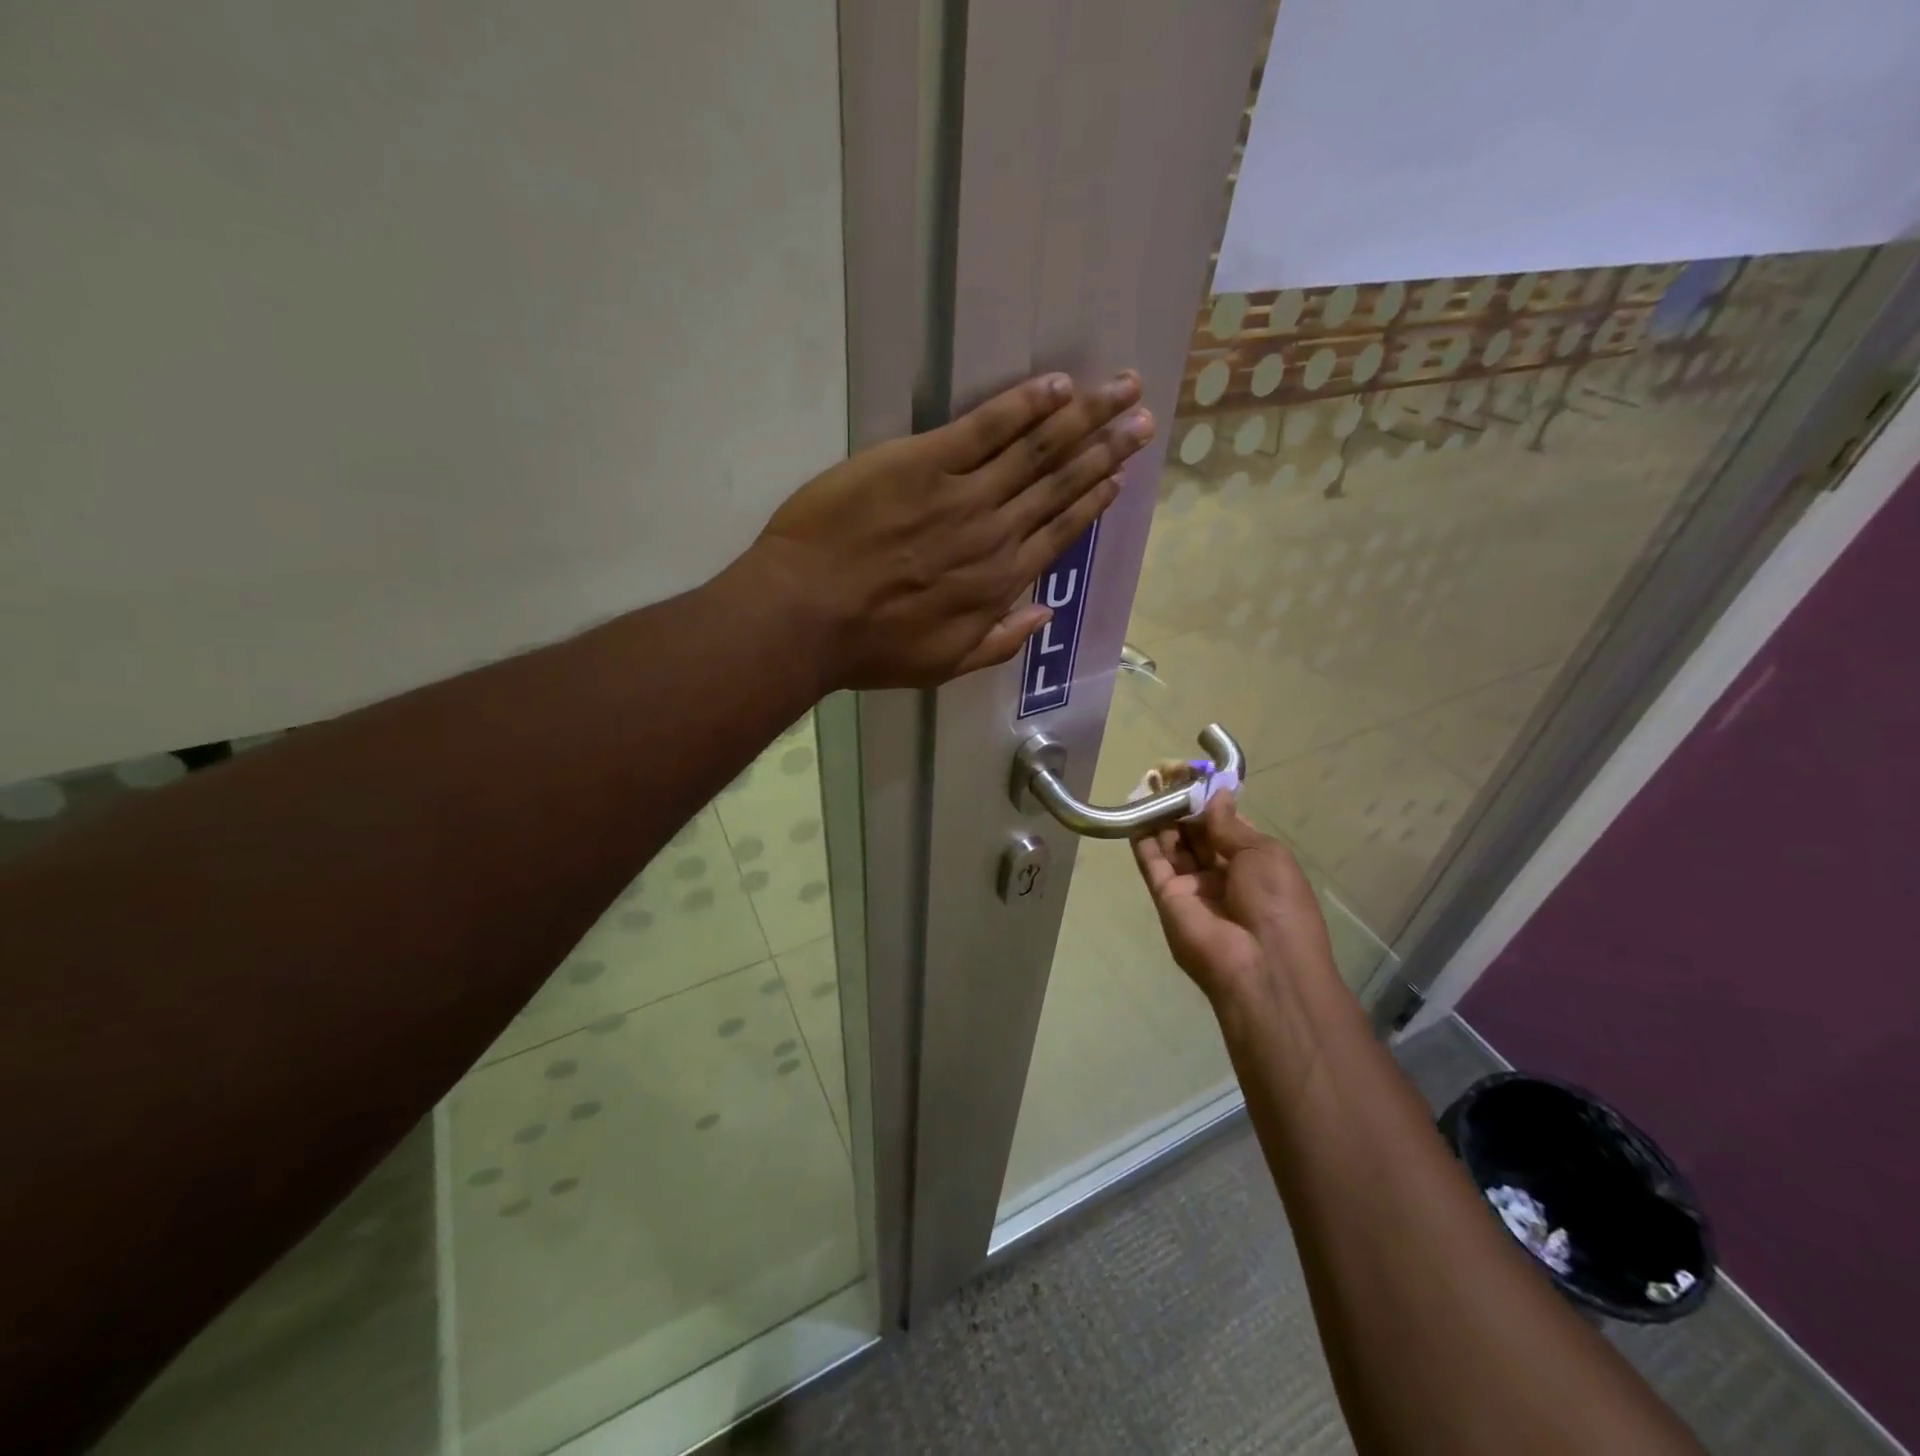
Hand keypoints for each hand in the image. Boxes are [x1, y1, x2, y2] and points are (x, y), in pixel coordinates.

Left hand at [744, 371, 1153, 688]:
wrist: (808, 615)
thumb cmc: (870, 647)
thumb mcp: (943, 665)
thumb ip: (999, 641)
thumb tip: (1044, 613)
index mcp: (999, 583)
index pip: (1060, 532)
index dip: (1093, 500)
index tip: (1120, 476)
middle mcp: (995, 533)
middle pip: (1061, 483)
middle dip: (1106, 447)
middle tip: (1143, 417)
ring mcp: (963, 494)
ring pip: (1037, 449)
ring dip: (1084, 416)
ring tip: (1121, 389)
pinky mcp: (924, 461)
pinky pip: (985, 427)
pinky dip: (1024, 405)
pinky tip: (1056, 385)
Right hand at [1131, 792, 1335, 1005]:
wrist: (1261, 964)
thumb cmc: (1276, 903)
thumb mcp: (1264, 853)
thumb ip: (1229, 824)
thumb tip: (1215, 794)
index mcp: (1253, 862)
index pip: (1225, 825)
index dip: (1210, 800)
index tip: (1193, 773)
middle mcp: (1220, 873)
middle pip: (1195, 833)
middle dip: (1182, 804)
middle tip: (1165, 772)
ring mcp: (1192, 886)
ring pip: (1172, 845)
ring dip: (1161, 816)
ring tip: (1149, 784)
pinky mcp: (1166, 897)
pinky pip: (1153, 863)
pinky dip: (1143, 838)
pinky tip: (1136, 810)